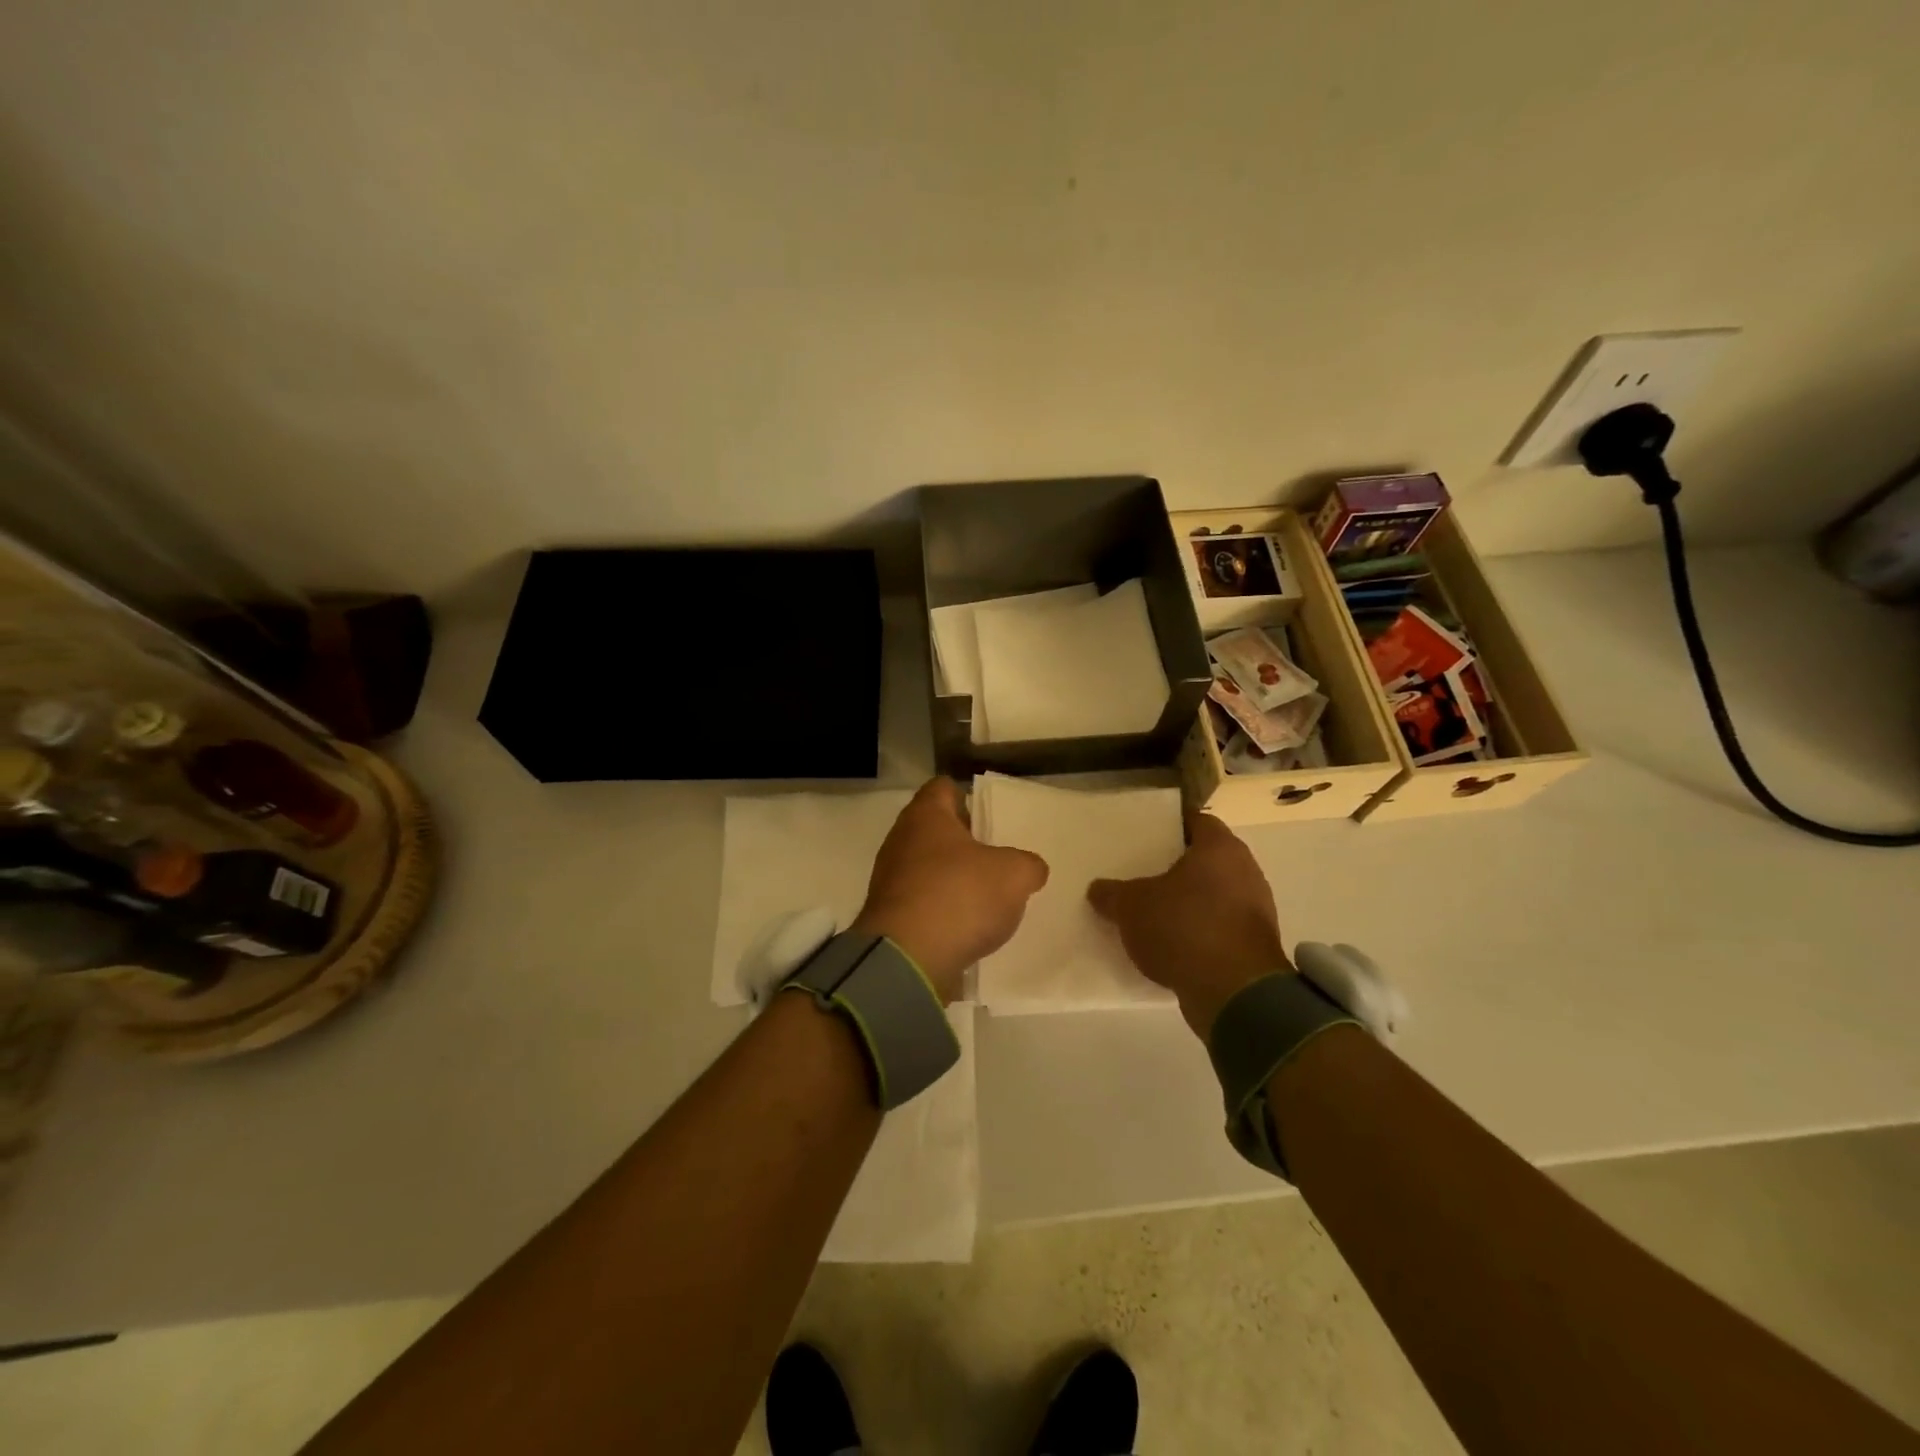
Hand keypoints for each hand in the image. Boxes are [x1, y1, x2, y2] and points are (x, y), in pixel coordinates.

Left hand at [851, 778, 1049, 1003]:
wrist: (907, 960)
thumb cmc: (959, 897)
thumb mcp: (1014, 875)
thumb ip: (1028, 865)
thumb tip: (1030, 869)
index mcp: (926, 816)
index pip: (943, 788)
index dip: (968, 797)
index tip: (990, 818)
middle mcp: (901, 840)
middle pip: (935, 830)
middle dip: (964, 842)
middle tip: (996, 858)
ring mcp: (890, 880)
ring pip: (928, 867)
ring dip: (953, 878)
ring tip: (986, 897)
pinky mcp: (889, 916)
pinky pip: (921, 902)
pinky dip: (941, 910)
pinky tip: (966, 927)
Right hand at [1087, 812, 1290, 1038]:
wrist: (1235, 993)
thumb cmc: (1184, 928)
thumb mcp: (1131, 907)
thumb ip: (1112, 894)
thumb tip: (1097, 889)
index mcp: (1220, 848)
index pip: (1197, 821)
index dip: (1171, 826)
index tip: (1146, 836)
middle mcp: (1246, 871)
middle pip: (1206, 859)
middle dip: (1176, 866)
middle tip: (1142, 872)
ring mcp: (1255, 909)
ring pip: (1214, 894)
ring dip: (1188, 901)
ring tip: (1152, 910)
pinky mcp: (1255, 944)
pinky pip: (1220, 926)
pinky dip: (1199, 930)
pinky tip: (1171, 943)